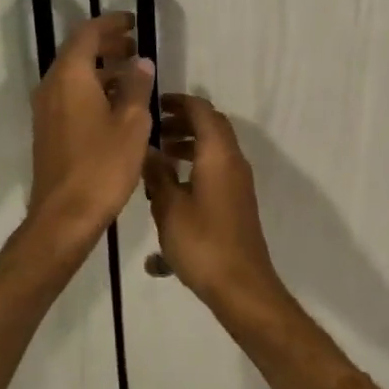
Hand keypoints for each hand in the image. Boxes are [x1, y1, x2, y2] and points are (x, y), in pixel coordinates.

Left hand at [27, 13, 155, 262]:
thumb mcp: (131, 123)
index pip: (87, 33)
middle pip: (77, 51)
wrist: (65, 215)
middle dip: (106, 44)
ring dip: (100, 67)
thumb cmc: (103, 165)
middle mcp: (52, 85)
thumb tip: (140, 62)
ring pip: (73, 74)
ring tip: (132, 73)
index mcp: (70, 76)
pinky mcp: (48, 129)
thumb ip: (136, 87)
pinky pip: (69, 94)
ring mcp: (46, 109)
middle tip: (135, 46)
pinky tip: (115, 103)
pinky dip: (92, 87)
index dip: (111, 24)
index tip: (133, 23)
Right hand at [142, 94, 284, 312]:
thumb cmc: (202, 243)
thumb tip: (147, 149)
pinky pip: (216, 169)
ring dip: (188, 144)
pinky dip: (196, 164)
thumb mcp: (168, 207)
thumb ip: (157, 174)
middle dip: (182, 121)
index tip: (154, 104)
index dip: (179, 102)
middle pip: (211, 126)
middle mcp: (232, 161)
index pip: (202, 111)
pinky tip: (171, 187)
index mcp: (218, 154)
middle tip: (153, 129)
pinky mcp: (236, 202)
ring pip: (214, 149)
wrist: (241, 286)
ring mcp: (237, 183)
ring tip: (158, 156)